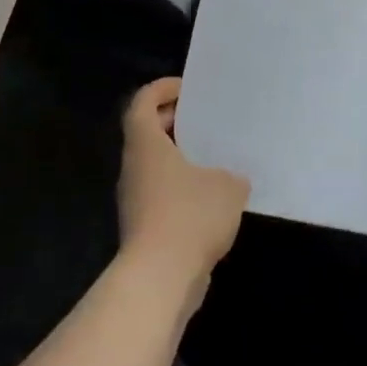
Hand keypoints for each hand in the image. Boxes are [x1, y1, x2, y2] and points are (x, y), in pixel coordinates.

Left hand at [117, 77, 250, 292]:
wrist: (160, 277)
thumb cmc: (190, 215)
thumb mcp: (228, 186)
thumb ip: (232, 175)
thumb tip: (230, 180)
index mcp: (146, 145)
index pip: (142, 102)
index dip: (162, 89)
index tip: (188, 88)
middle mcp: (134, 168)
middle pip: (147, 133)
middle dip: (175, 122)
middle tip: (207, 119)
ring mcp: (135, 199)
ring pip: (155, 166)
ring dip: (180, 158)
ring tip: (216, 157)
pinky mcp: (144, 227)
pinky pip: (162, 194)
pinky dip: (182, 188)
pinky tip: (213, 198)